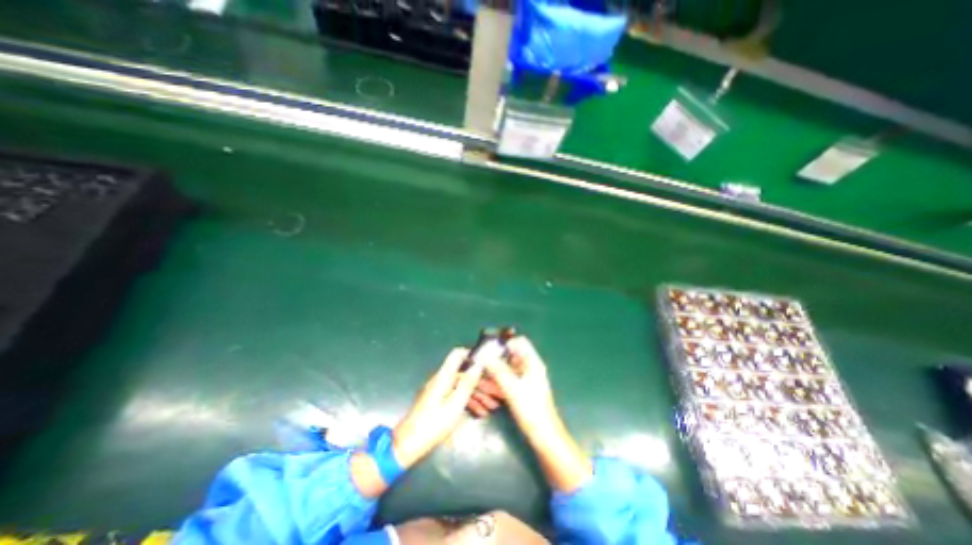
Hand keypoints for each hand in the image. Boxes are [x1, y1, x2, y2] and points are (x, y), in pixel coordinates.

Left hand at [392, 349, 485, 467]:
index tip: (488, 362)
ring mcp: (439, 391)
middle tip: (497, 392)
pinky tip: (480, 413)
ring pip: (462, 386)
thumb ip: (467, 383)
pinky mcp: (438, 402)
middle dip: (481, 381)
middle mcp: (441, 380)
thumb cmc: (433, 425)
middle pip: (464, 373)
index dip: (473, 354)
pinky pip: (456, 396)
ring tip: (493, 406)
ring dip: (478, 394)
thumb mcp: (455, 405)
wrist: (408, 446)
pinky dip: (468, 402)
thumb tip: (478, 364)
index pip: (458, 354)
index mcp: (444, 376)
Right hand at [483, 338, 592, 490]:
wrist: (544, 437)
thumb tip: (484, 355)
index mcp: (532, 362)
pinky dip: (497, 381)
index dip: (504, 342)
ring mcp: (526, 378)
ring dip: (494, 371)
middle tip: (480, 363)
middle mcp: (529, 367)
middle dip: (496, 358)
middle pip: (511, 354)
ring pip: (507, 368)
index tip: (489, 349)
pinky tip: (486, 388)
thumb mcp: (513, 389)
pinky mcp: (521, 389)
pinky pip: (507, 379)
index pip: (519, 341)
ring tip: (480, 377)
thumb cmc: (531, 410)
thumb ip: (498, 370)